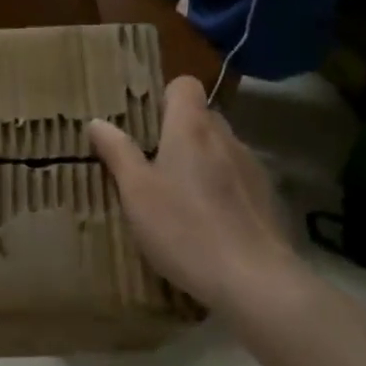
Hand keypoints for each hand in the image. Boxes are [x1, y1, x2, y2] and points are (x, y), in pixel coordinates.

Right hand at [88, 77, 300, 311]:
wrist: (254, 280)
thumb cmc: (184, 228)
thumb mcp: (136, 193)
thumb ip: (117, 153)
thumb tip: (97, 122)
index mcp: (191, 128)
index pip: (185, 85)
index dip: (165, 97)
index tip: (147, 124)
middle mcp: (225, 138)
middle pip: (202, 116)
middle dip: (179, 133)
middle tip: (153, 164)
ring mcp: (253, 167)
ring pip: (222, 149)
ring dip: (202, 162)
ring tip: (181, 198)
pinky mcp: (269, 198)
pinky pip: (239, 178)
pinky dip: (223, 189)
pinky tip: (210, 223)